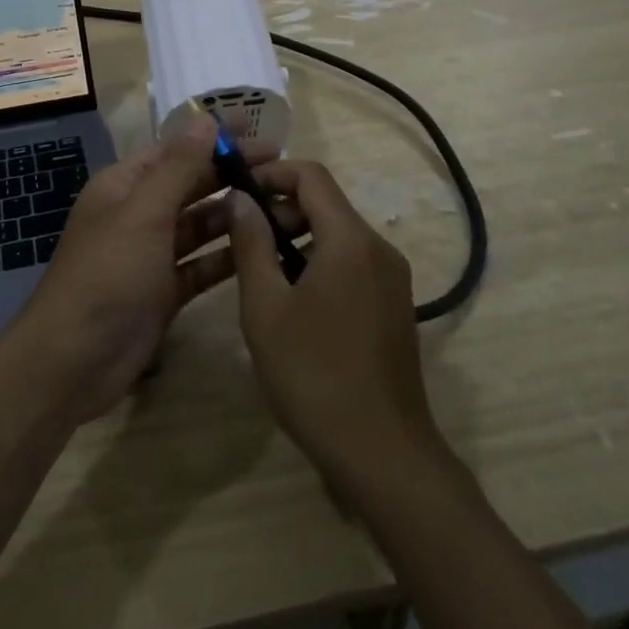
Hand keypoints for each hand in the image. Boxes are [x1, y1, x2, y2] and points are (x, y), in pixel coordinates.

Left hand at [11, 116, 276, 418]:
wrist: (73, 360)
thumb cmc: (106, 274)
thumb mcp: (143, 213)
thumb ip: (178, 167)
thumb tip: (204, 117)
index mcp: (124, 186)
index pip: (175, 150)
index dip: (214, 138)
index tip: (257, 130)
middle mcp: (138, 214)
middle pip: (191, 186)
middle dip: (231, 175)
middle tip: (282, 169)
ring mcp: (152, 255)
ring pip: (200, 226)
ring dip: (236, 216)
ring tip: (284, 208)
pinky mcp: (165, 291)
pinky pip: (202, 265)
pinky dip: (228, 257)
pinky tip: (264, 249)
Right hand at [227, 161, 442, 483]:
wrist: (382, 454)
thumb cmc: (314, 375)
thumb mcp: (265, 306)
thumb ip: (251, 243)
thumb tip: (241, 198)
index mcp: (351, 240)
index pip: (311, 175)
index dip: (271, 174)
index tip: (235, 193)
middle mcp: (379, 249)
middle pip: (325, 204)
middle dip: (279, 210)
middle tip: (240, 239)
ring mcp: (391, 279)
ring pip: (337, 235)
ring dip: (294, 239)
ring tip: (258, 273)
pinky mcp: (393, 305)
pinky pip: (351, 263)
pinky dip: (317, 263)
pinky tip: (290, 302)